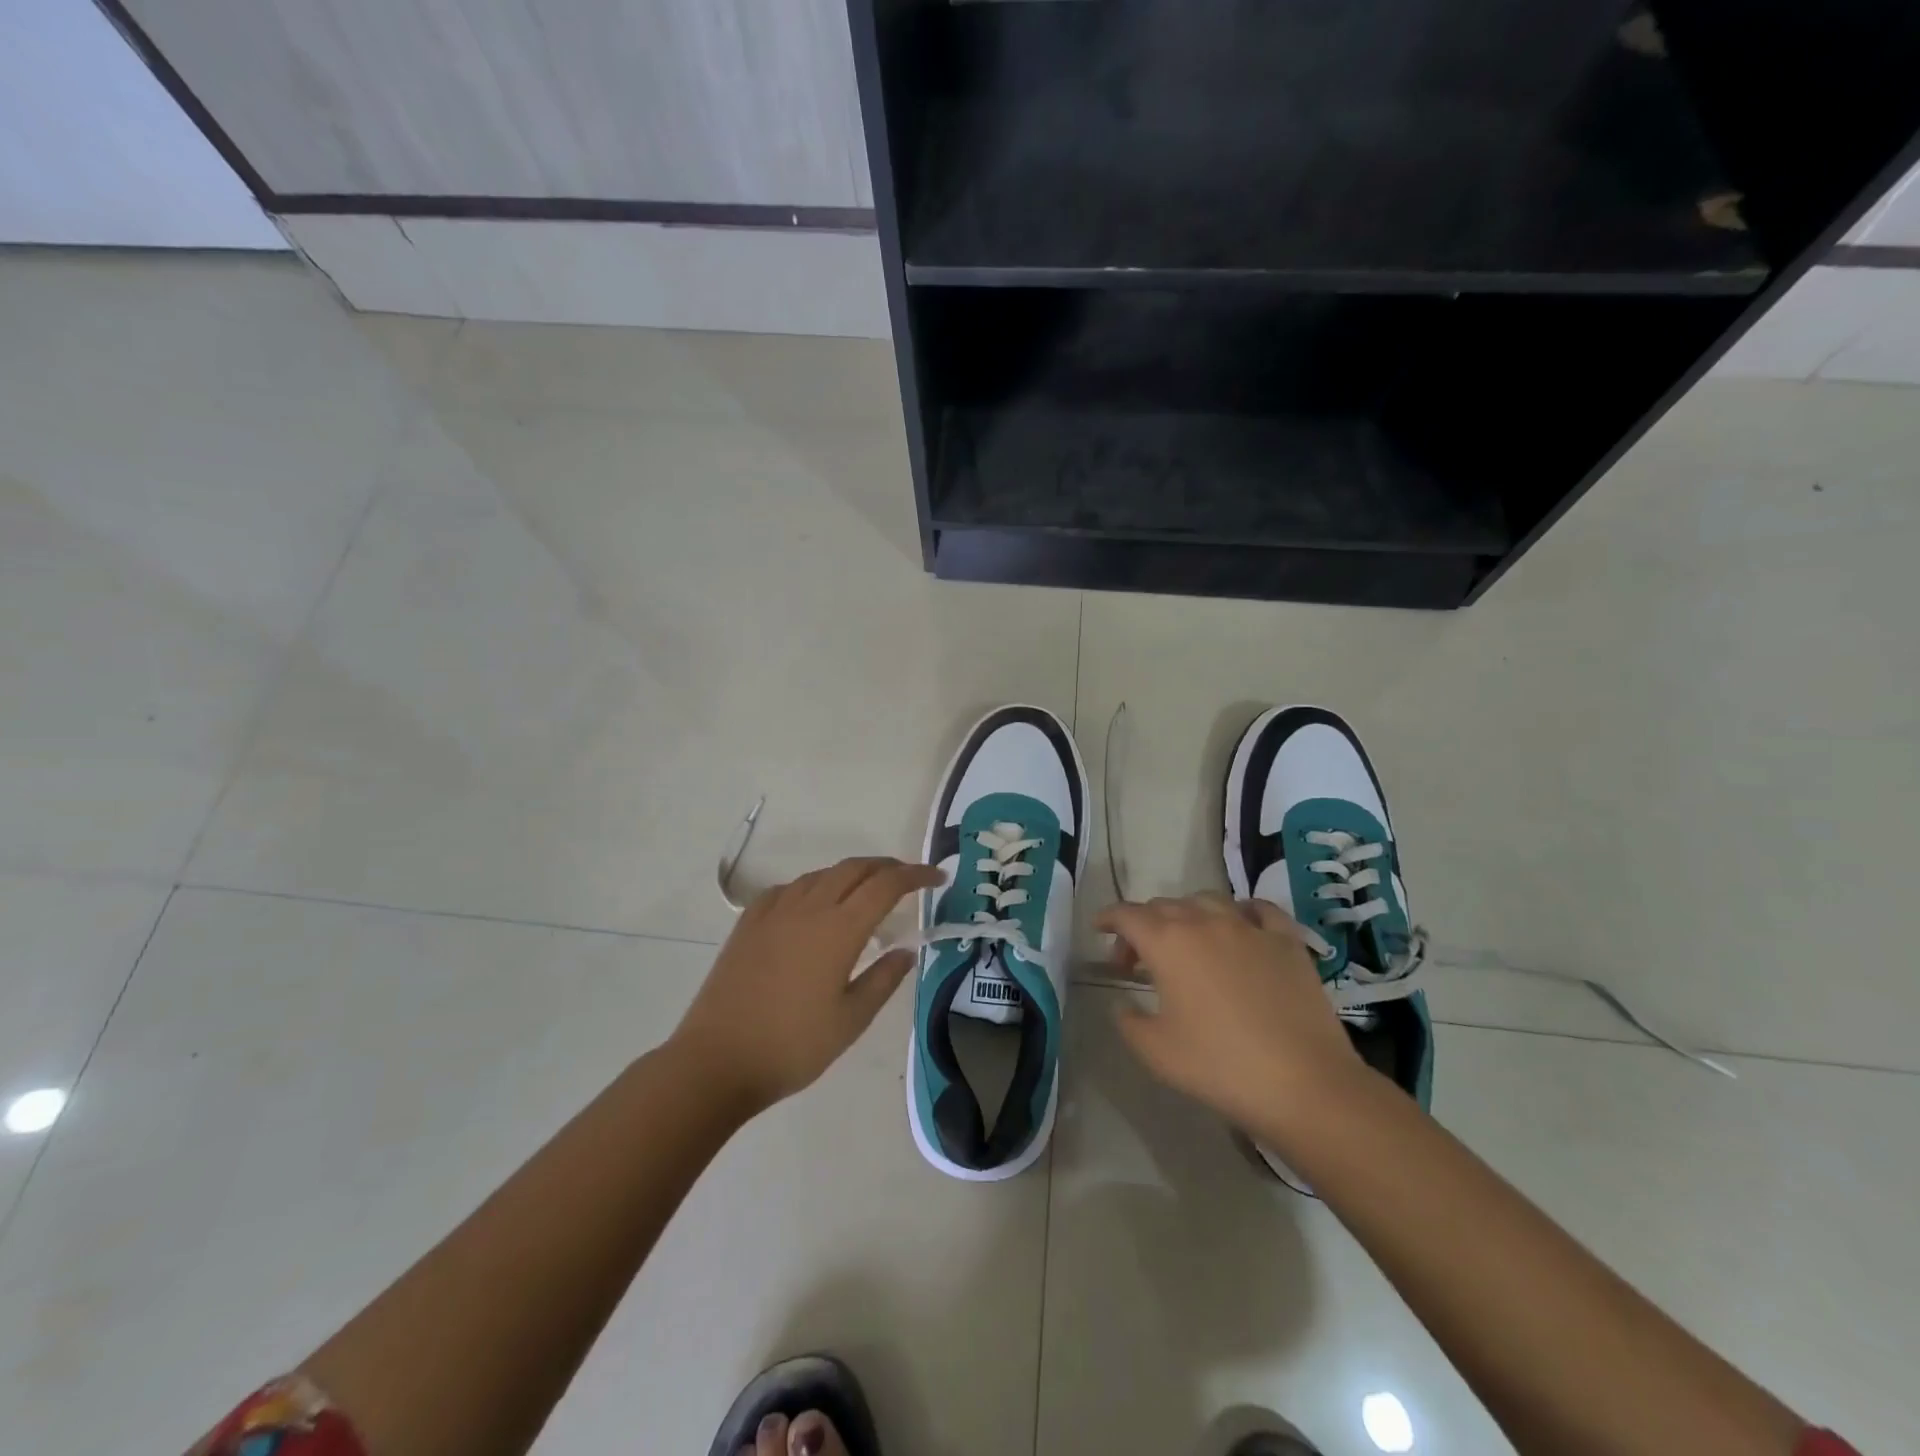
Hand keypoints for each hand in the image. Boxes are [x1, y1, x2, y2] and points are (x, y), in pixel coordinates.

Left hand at [672, 856, 943, 1113]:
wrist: (716, 1061)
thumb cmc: (792, 1046)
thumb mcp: (851, 1020)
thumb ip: (883, 979)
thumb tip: (906, 950)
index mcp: (839, 929)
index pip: (887, 885)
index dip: (916, 875)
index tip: (938, 877)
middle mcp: (809, 907)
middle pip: (854, 868)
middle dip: (886, 866)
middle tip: (907, 880)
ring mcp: (774, 912)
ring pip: (821, 874)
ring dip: (850, 874)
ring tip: (864, 893)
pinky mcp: (748, 923)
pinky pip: (788, 888)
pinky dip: (813, 887)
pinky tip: (813, 907)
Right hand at [1096, 894, 1363, 1144]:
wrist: (1304, 1084)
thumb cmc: (1220, 1066)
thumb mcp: (1155, 1051)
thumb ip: (1127, 1020)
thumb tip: (1123, 1002)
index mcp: (1168, 942)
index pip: (1127, 915)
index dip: (1108, 919)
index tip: (1099, 929)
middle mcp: (1205, 922)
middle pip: (1164, 906)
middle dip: (1143, 926)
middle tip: (1137, 961)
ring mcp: (1249, 928)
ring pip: (1207, 901)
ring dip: (1187, 915)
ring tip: (1186, 942)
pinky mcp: (1287, 941)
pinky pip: (1259, 910)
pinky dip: (1241, 912)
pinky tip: (1240, 927)